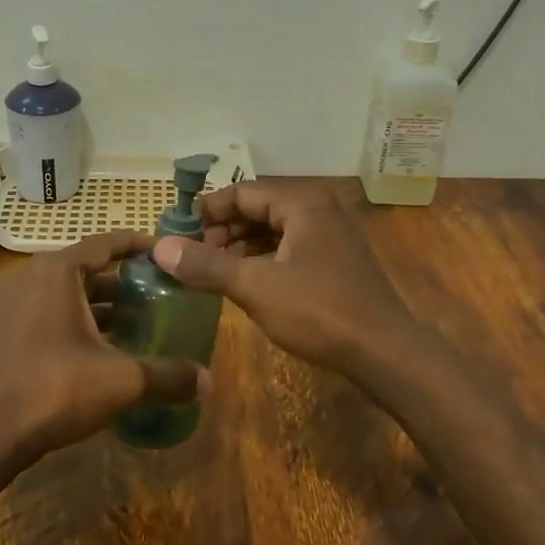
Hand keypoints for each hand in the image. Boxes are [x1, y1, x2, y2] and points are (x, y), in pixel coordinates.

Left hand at [0, 230, 210, 467]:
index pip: (105, 243)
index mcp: (56, 271)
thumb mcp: (122, 380)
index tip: (165, 254)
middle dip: (122, 281)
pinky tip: (101, 346)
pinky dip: (75, 319)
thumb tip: (209, 381)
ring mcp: (10, 302)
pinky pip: (47, 310)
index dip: (138, 245)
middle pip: (86, 268)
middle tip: (158, 294)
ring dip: (99, 304)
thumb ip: (168, 376)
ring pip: (65, 292)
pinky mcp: (3, 329)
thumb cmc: (55, 390)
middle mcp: (29, 276)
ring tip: (136, 321)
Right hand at [153, 182, 418, 377]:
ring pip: (274, 232)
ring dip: (240, 247)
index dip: (207, 210)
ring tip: (211, 270)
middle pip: (258, 209)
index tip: (178, 232)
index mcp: (302, 204)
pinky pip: (289, 250)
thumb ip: (206, 265)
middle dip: (223, 230)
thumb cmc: (318, 310)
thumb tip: (159, 248)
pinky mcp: (335, 264)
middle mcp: (319, 211)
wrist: (384, 352)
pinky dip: (262, 261)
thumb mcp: (254, 286)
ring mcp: (331, 238)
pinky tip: (243, 282)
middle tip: (193, 255)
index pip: (243, 192)